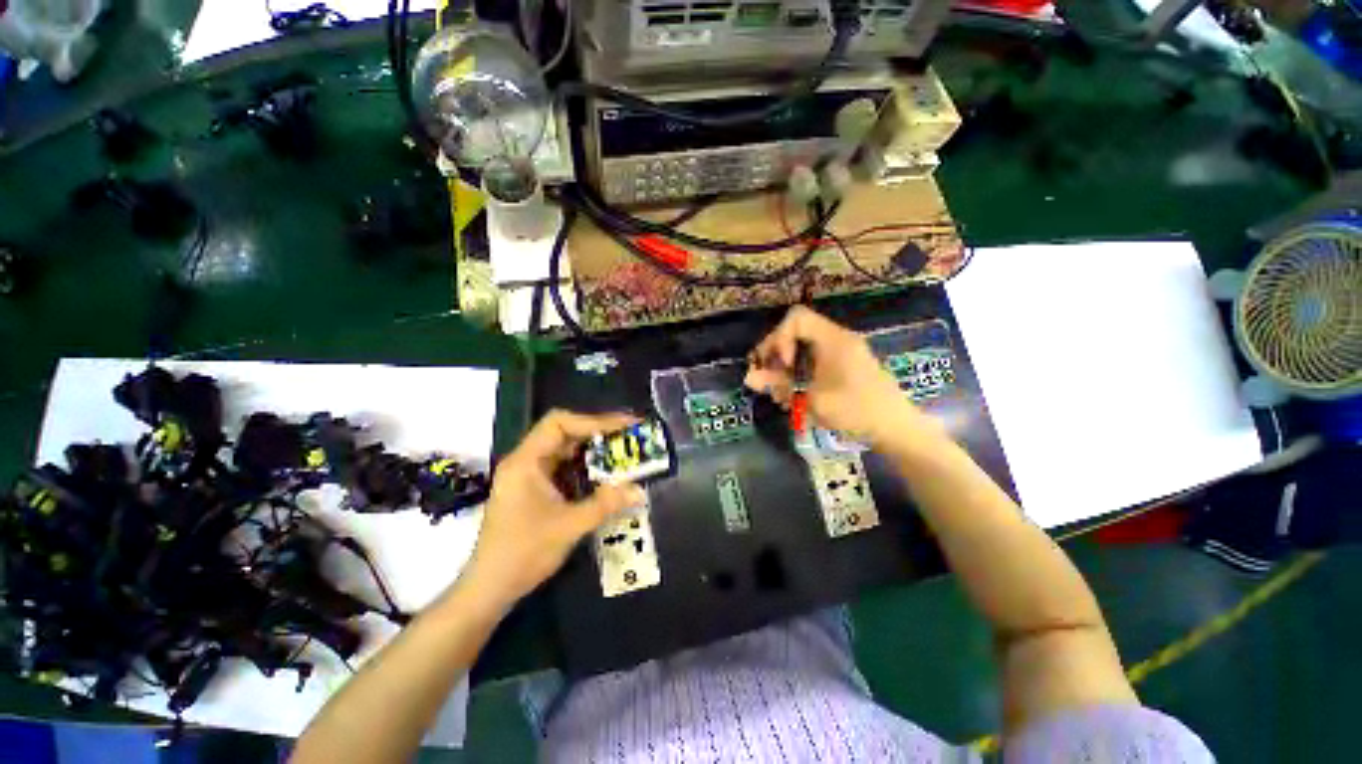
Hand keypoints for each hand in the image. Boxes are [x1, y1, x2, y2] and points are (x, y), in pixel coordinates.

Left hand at [461, 410, 644, 605]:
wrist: (489, 588)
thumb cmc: (523, 553)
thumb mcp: (568, 527)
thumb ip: (605, 504)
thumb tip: (639, 490)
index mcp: (525, 462)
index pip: (559, 424)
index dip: (593, 420)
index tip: (623, 426)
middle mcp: (525, 461)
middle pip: (563, 432)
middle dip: (597, 432)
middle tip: (628, 435)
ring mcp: (528, 475)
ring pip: (564, 450)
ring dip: (593, 449)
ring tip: (622, 450)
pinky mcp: (534, 488)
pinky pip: (563, 467)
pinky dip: (585, 466)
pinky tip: (604, 473)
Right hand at [744, 306, 926, 447]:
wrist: (897, 429)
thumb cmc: (856, 411)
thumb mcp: (813, 400)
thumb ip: (779, 385)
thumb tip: (748, 377)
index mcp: (833, 339)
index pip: (796, 318)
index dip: (780, 338)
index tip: (781, 364)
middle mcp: (837, 339)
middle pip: (796, 331)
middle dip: (776, 354)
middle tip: (768, 379)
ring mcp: (841, 352)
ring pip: (802, 347)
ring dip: (785, 367)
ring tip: (780, 394)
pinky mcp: (843, 365)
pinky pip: (812, 359)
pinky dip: (798, 373)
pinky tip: (793, 397)